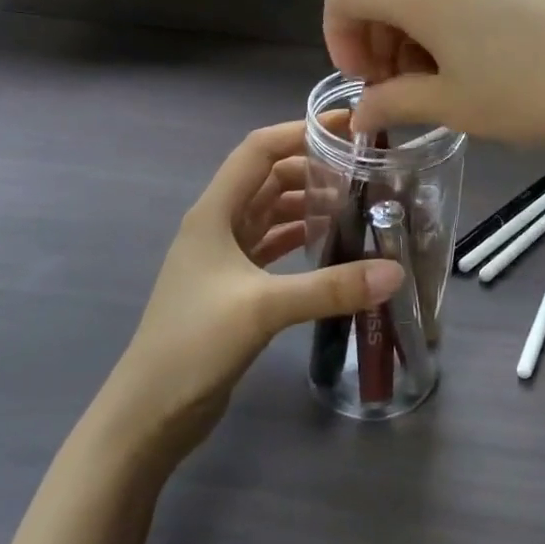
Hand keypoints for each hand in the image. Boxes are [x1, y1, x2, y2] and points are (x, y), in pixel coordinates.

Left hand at [101, 121, 401, 464]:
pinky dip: (299, 238)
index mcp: (214, 213)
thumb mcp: (263, 308)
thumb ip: (330, 287)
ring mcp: (223, 258)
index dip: (299, 132)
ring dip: (307, 204)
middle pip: (269, 179)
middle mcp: (217, 226)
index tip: (347, 130)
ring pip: (271, 213)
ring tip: (356, 204)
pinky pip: (272, 246)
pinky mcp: (233, 287)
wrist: (149, 413)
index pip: (258, 150)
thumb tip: (395, 270)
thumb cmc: (194, 344)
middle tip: (364, 172)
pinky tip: (330, 243)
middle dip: (312, 169)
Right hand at [324, 0, 544, 148]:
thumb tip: (362, 112)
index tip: (365, 81)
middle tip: (398, 96)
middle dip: (375, 42)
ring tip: (437, 88)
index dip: (339, 35)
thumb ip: (395, 103)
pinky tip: (472, 68)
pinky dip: (442, 28)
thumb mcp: (454, 105)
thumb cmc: (532, 92)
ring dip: (409, 38)